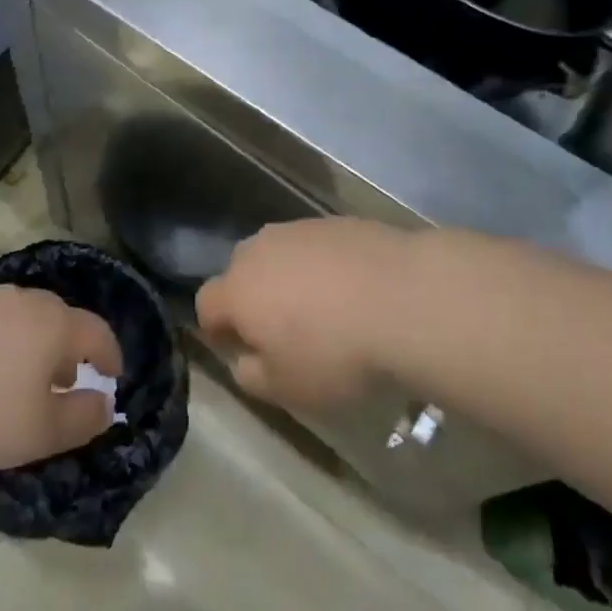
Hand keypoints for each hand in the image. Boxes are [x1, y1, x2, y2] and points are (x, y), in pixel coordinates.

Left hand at [0, 286, 123, 470]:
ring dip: (34, 344)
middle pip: (61, 318)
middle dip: (71, 348)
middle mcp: (25, 300)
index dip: (111, 355)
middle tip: (68, 380)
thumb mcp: (42, 432)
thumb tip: (104, 402)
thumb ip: (83, 418)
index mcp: (56, 324)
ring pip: (24, 317)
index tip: (114, 376)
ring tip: (23, 378)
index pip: (98, 332)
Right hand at [196, 218, 415, 409]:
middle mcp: (260, 250)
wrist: (405, 298)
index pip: (206, 304)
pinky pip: (316, 246)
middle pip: (241, 271)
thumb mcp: (288, 388)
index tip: (238, 349)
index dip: (217, 329)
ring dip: (288, 278)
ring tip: (321, 308)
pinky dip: (324, 265)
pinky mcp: (337, 221)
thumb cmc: (336, 353)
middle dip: (251, 297)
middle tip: (280, 329)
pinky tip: (352, 290)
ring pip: (279, 254)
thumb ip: (252, 376)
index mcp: (238, 289)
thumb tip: (242, 361)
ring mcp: (300, 229)